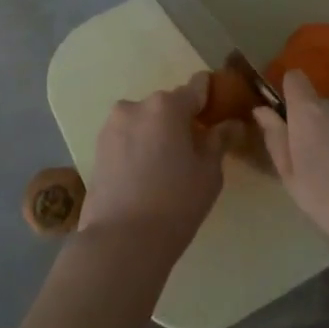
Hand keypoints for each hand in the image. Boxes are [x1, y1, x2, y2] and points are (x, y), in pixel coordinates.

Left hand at [82, 73, 233, 263]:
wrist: (121, 240)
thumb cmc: (176, 202)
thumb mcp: (209, 172)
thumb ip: (219, 141)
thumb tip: (231, 124)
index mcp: (168, 105)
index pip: (197, 87)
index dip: (210, 97)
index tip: (218, 113)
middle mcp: (136, 106)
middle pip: (168, 105)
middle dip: (181, 121)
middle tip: (194, 151)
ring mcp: (112, 126)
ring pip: (144, 122)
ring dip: (157, 134)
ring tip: (166, 168)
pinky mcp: (96, 148)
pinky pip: (127, 138)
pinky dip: (138, 148)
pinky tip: (145, 176)